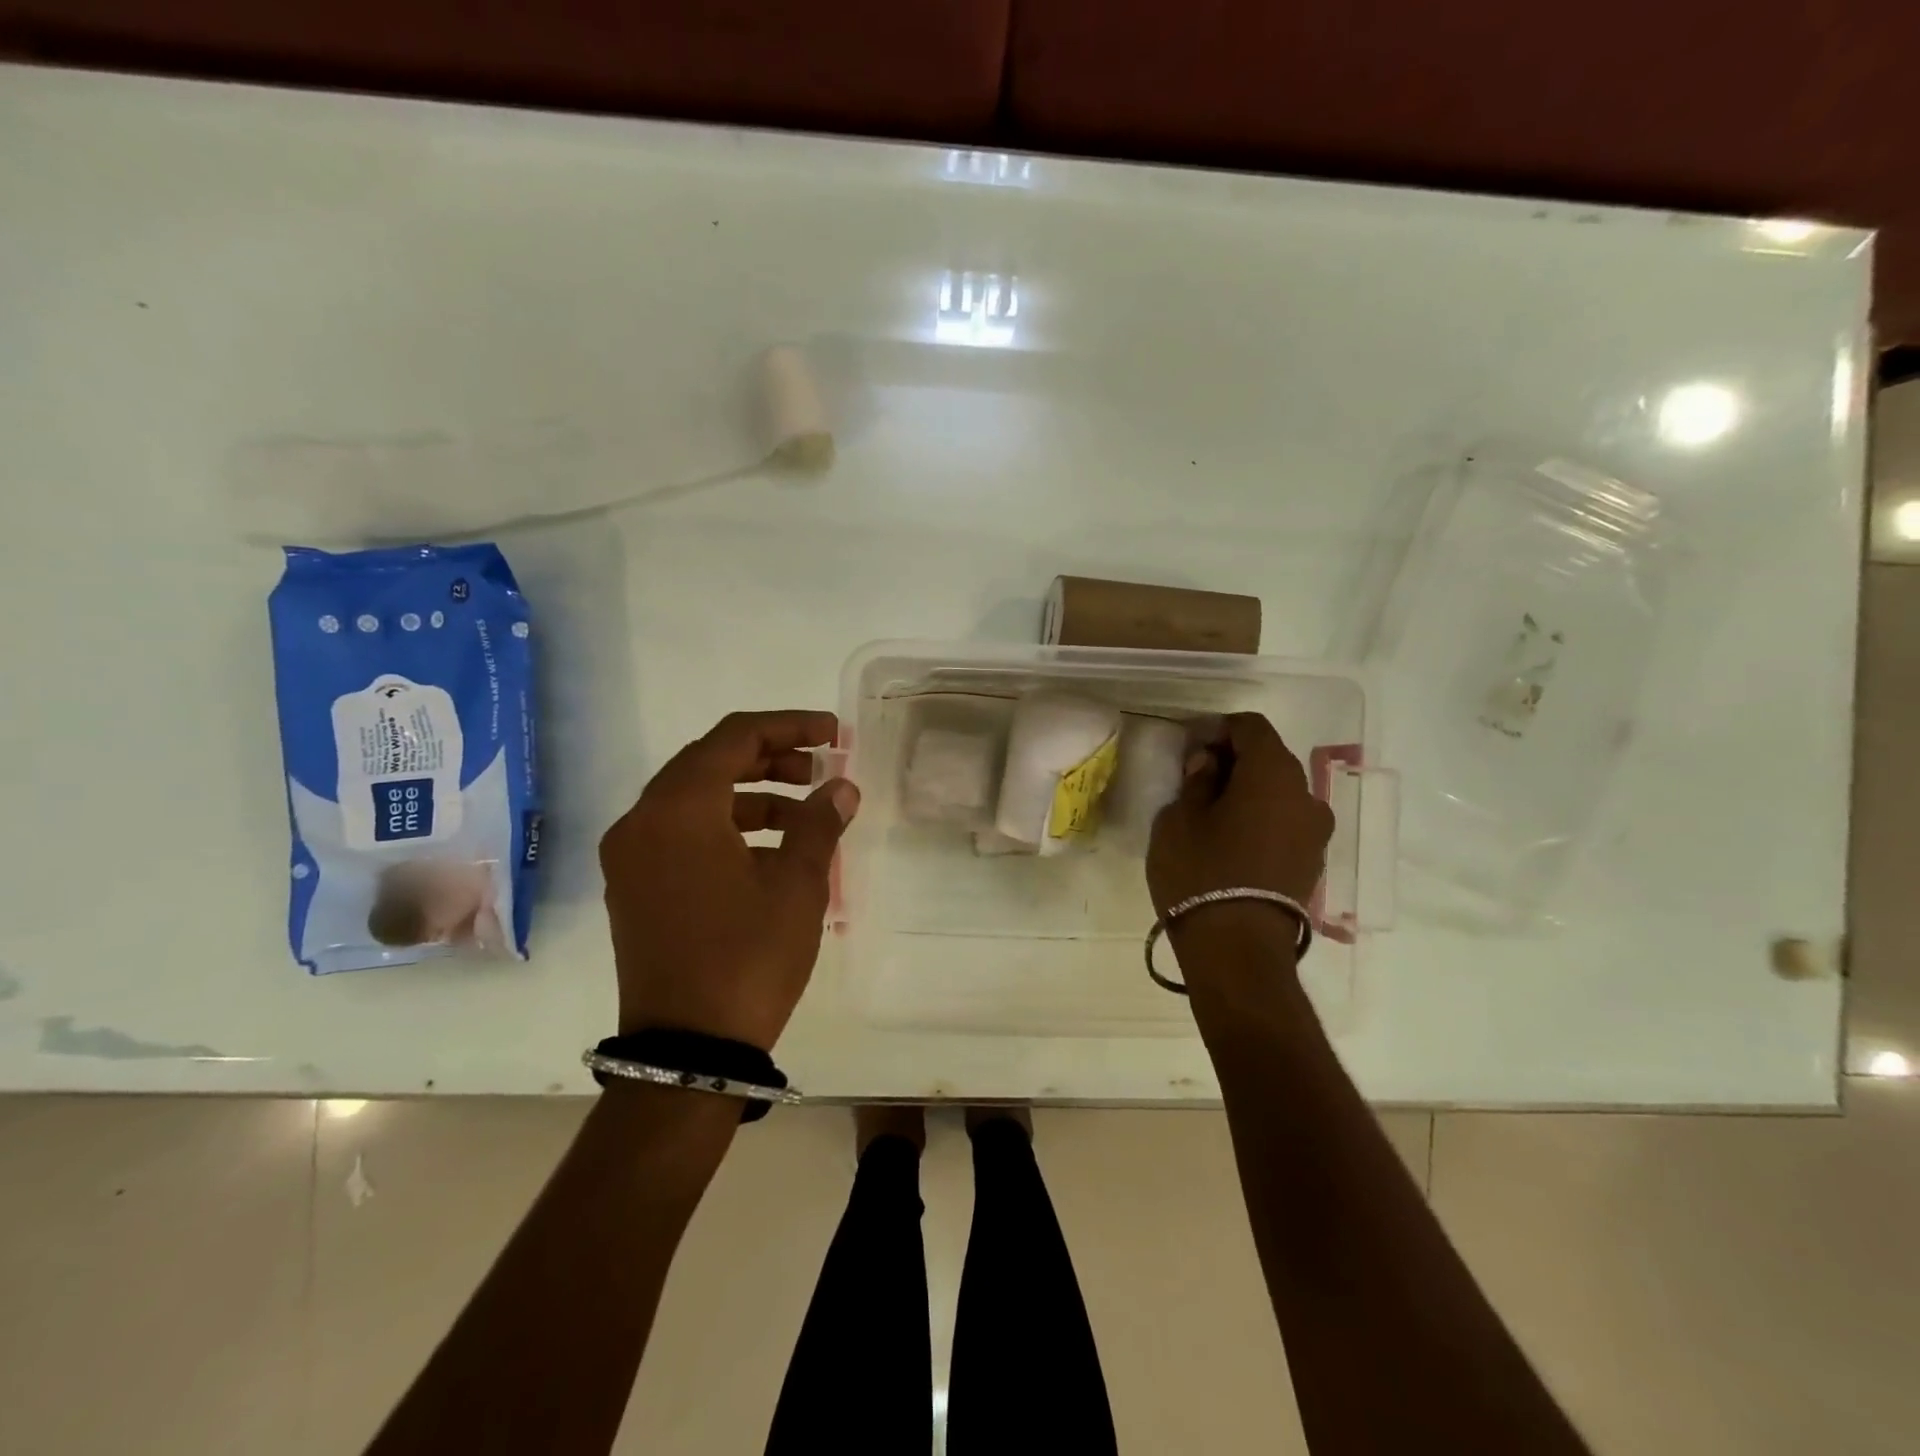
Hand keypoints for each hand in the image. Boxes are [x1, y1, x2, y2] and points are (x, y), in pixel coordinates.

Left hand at [600, 710, 858, 1050]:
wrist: (688, 1052)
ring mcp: (630, 858)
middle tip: (818, 771)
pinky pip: (681, 834)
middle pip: (709, 763)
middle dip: (769, 759)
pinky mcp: (633, 889)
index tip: (832, 734)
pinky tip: (768, 853)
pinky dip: (725, 828)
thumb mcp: (797, 885)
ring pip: (694, 800)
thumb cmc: (747, 957)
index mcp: (678, 809)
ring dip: (750, 795)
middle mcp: (642, 822)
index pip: (734, 738)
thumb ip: (819, 824)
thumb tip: (842, 788)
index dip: (788, 726)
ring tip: (803, 814)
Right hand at [1146, 713, 1333, 958]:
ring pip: (1280, 792)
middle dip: (1234, 760)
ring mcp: (1316, 832)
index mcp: (1273, 773)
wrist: (1238, 950)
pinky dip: (1262, 818)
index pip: (1251, 727)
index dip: (1218, 729)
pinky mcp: (1313, 862)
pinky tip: (1233, 840)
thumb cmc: (1200, 872)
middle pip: (1270, 758)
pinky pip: (1286, 822)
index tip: (1190, 749)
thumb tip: (1210, 763)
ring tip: (1213, 814)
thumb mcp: (1179, 819)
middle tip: (1196, 778)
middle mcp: (1306, 795)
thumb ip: (1196, 780)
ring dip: (1249, 791)